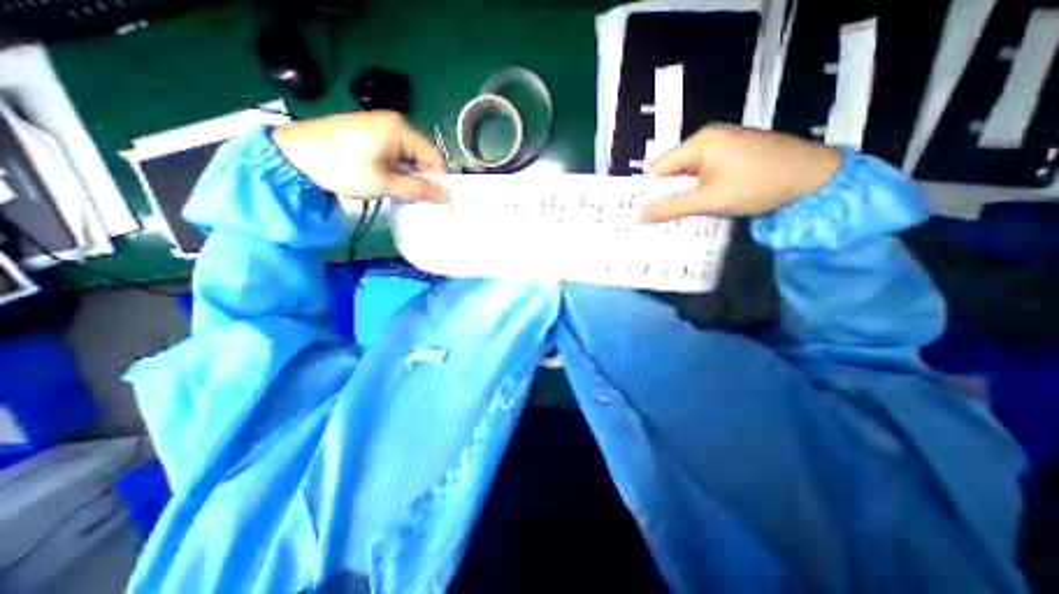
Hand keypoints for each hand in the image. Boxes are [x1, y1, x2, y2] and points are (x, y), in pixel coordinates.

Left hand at [270, 109, 448, 202]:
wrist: (292, 155)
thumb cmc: (344, 168)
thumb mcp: (386, 183)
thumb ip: (420, 190)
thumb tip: (447, 197)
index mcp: (401, 129)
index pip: (434, 156)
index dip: (438, 180)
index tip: (435, 200)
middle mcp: (395, 122)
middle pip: (422, 155)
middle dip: (423, 178)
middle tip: (417, 199)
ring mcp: (380, 125)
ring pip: (409, 156)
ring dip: (409, 175)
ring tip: (401, 192)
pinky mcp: (369, 132)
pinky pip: (395, 153)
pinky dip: (397, 169)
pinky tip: (389, 181)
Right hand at [637, 124, 845, 221]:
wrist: (818, 177)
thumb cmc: (760, 184)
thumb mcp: (711, 199)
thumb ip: (672, 207)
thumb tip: (639, 216)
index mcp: (699, 143)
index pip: (659, 168)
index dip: (650, 192)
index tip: (646, 215)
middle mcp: (708, 140)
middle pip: (673, 171)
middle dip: (667, 196)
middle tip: (660, 221)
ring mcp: (723, 147)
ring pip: (688, 175)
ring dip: (683, 196)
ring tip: (678, 218)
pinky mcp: (734, 157)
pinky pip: (704, 175)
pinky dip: (699, 192)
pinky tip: (700, 207)